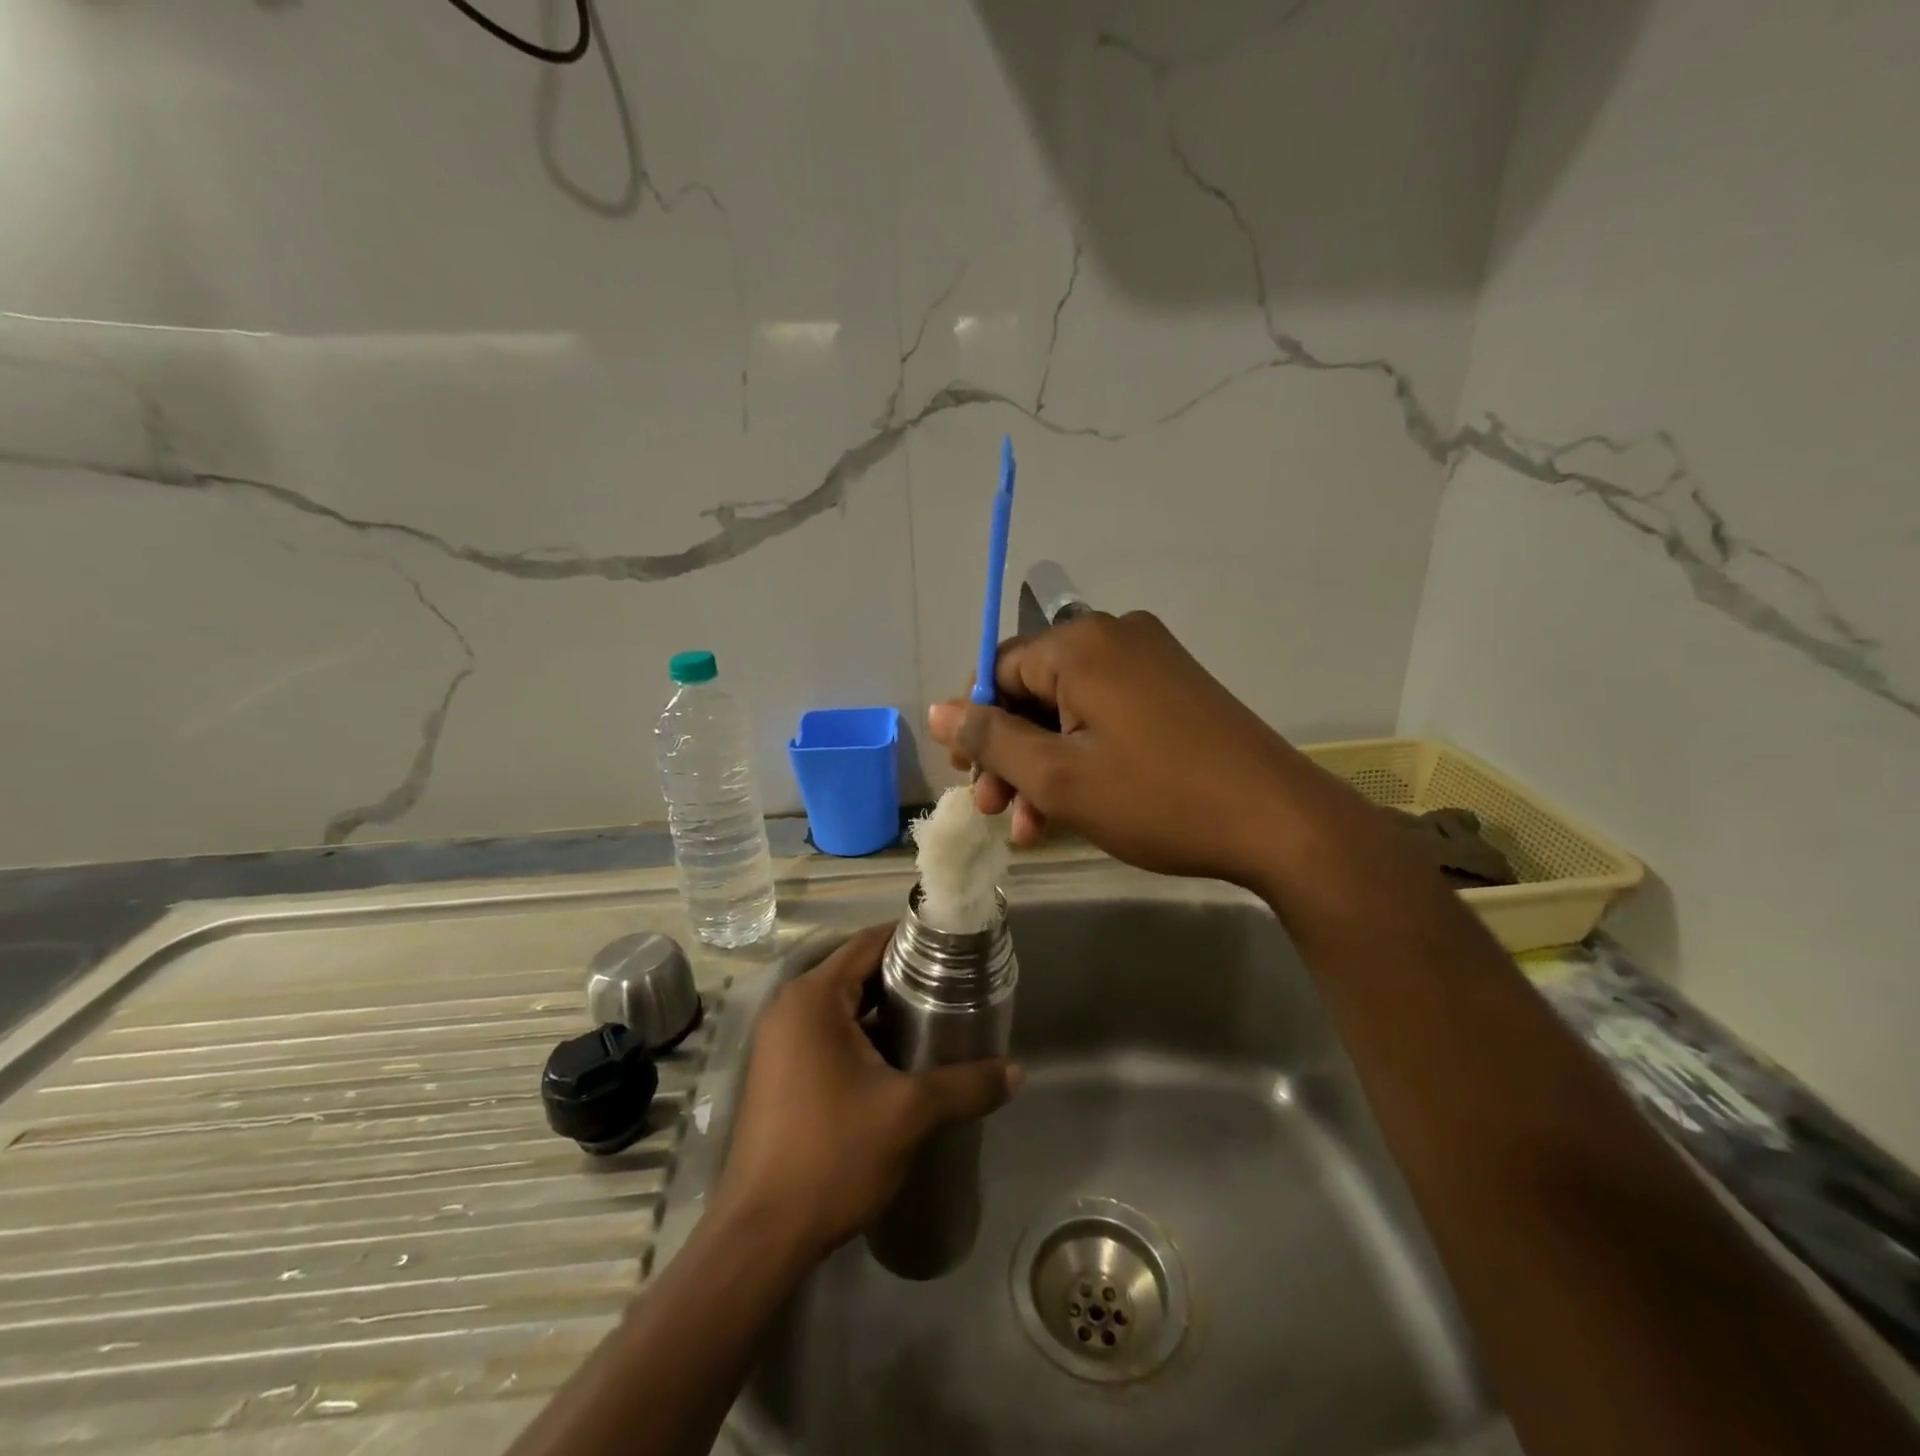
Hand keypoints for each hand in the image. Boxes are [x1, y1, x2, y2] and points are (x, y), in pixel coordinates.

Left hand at [714, 925, 1020, 1262]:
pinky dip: (865, 1036)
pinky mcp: (781, 1072)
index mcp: (813, 998)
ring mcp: (781, 1042)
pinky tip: (903, 1059)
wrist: (762, 1236)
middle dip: (905, 976)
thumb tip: (1017, 1071)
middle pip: (857, 971)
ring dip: (886, 1010)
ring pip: (844, 1006)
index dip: (913, 939)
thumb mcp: (909, 1114)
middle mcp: (791, 1008)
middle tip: (956, 986)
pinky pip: (830, 1034)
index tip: (955, 948)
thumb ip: (966, 1085)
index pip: (869, 943)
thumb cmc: (832, 1155)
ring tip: (939, 1019)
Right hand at [927, 611, 1317, 886]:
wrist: (1278, 821)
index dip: (976, 725)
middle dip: (1010, 754)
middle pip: (1034, 690)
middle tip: (998, 811)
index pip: (999, 670)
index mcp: (1081, 644)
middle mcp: (1115, 637)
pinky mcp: (1176, 689)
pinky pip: (1108, 715)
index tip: (971, 779)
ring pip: (1070, 710)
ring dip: (1044, 765)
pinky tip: (1076, 806)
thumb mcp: (1058, 777)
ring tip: (1033, 827)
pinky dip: (1084, 756)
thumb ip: (991, 740)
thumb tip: (939, 712)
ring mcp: (1152, 661)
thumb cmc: (1157, 797)